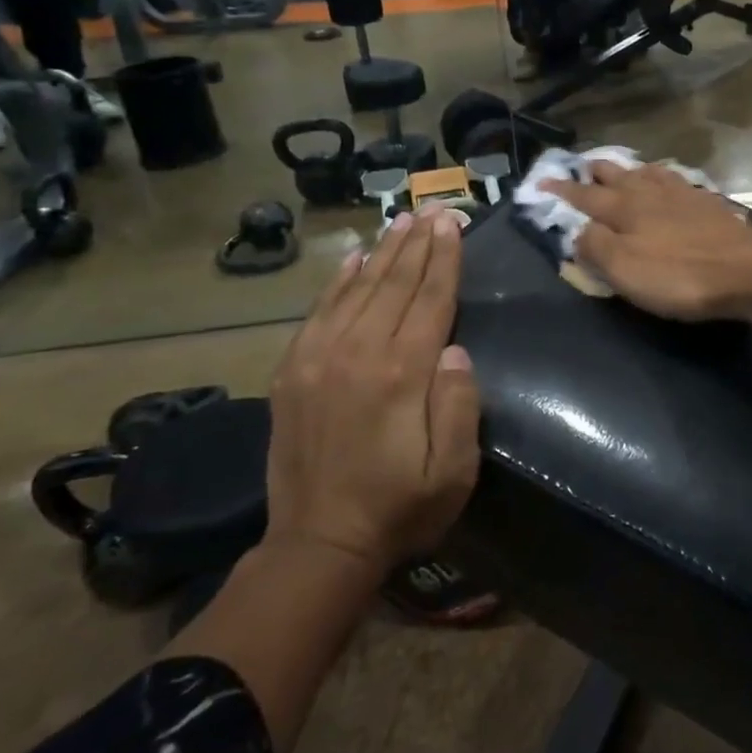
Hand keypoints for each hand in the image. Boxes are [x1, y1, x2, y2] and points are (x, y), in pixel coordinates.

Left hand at [265, 209, 480, 570]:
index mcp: (401, 373)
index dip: (444, 259)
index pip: (430, 299)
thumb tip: (456, 348)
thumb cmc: (400, 506)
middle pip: (394, 283)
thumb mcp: (454, 470)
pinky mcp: (292, 371)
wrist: (318, 544)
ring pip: (357, 288)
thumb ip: (459, 404)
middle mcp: (358, 353)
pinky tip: (353, 258)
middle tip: (432, 208)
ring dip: (382, 252)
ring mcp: (318, 358)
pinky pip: (319, 311)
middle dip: (417, 243)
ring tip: (401, 221)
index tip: (452, 223)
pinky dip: (338, 280)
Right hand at [544, 161, 751, 319]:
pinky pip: (676, 180)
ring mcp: (681, 194)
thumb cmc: (678, 275)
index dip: (561, 191)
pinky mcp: (708, 203)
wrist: (746, 268)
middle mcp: (649, 193)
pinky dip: (662, 176)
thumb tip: (577, 231)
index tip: (541, 182)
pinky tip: (668, 180)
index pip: (584, 197)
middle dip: (594, 171)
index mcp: (623, 209)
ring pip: (647, 173)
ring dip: (629, 169)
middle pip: (616, 175)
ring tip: (622, 168)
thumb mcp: (624, 270)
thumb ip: (595, 248)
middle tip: (581, 167)